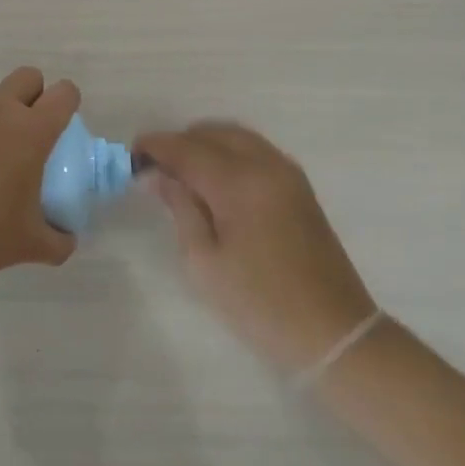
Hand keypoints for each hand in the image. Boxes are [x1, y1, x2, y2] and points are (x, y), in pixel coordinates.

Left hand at [0, 68, 78, 282]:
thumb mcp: (30, 245)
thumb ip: (58, 241)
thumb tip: (67, 239)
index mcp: (32, 131)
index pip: (64, 94)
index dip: (68, 103)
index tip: (61, 125)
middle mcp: (0, 108)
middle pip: (27, 76)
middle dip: (32, 95)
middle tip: (26, 129)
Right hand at [135, 122, 376, 374]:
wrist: (333, 333)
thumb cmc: (260, 304)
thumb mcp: (204, 263)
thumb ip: (180, 208)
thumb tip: (157, 175)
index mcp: (238, 183)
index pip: (186, 148)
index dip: (155, 146)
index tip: (131, 156)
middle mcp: (264, 165)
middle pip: (211, 132)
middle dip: (179, 143)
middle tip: (154, 169)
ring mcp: (286, 172)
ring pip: (234, 135)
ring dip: (204, 144)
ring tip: (182, 173)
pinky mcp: (298, 185)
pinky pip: (254, 149)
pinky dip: (228, 151)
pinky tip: (214, 179)